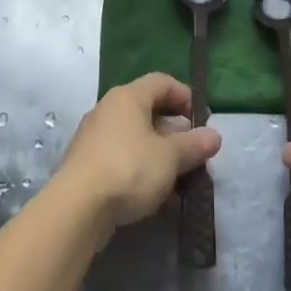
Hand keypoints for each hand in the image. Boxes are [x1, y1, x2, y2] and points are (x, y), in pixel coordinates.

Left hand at [60, 73, 221, 229]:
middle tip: (193, 154)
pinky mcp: (86, 164)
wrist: (77, 208)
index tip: (202, 120)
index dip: (185, 96)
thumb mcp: (169, 158)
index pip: (162, 82)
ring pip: (135, 138)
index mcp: (128, 97)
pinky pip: (121, 158)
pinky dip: (141, 170)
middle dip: (174, 132)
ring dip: (159, 155)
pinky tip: (155, 196)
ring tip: (179, 180)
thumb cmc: (129, 169)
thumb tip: (214, 136)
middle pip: (148, 110)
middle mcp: (108, 109)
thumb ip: (193, 145)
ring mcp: (94, 137)